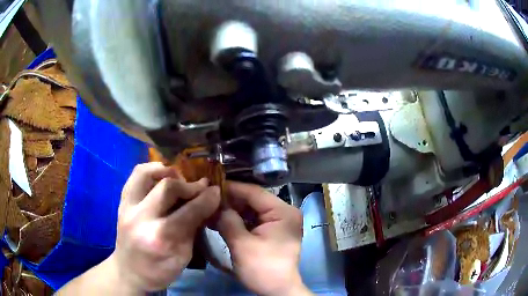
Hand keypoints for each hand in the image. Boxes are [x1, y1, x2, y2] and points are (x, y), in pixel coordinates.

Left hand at [111, 162, 220, 291]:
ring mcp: (127, 207)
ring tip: (179, 178)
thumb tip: (206, 205)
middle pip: (167, 187)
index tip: (217, 191)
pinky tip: (161, 176)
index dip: (207, 199)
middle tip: (201, 187)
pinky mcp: (121, 202)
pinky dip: (151, 170)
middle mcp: (141, 218)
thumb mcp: (183, 257)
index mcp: (160, 238)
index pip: (189, 211)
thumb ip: (193, 229)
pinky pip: (135, 175)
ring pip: (146, 173)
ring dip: (167, 171)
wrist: (129, 272)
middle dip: (189, 185)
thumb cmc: (159, 270)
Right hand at [216, 182, 309, 295]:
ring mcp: (280, 222)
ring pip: (252, 210)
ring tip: (211, 211)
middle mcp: (284, 212)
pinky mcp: (274, 232)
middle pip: (253, 200)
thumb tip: (215, 205)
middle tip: (208, 201)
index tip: (210, 186)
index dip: (231, 188)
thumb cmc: (262, 269)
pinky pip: (254, 220)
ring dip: (233, 211)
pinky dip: (238, 221)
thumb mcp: (241, 245)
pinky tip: (221, 221)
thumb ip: (227, 221)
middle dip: (230, 202)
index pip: (254, 192)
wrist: (278, 291)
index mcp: (283, 212)